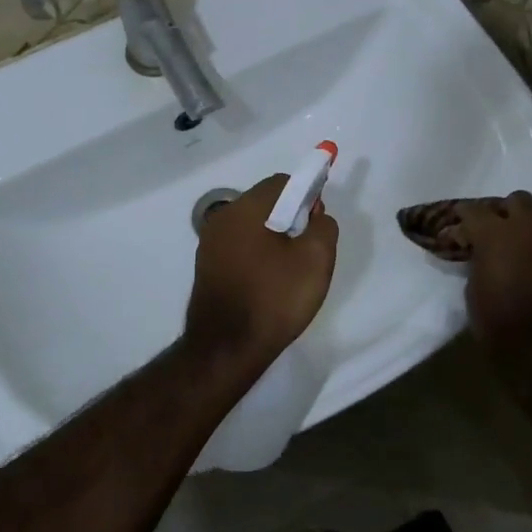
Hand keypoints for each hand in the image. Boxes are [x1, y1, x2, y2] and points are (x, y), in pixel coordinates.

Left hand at [184, 174, 338, 366]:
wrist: (227, 348)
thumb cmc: (274, 299)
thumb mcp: (316, 259)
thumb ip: (324, 226)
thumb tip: (314, 214)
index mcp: (245, 209)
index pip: (282, 182)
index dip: (306, 195)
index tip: (317, 224)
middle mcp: (221, 219)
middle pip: (265, 203)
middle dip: (291, 218)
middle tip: (307, 251)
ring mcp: (209, 245)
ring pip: (252, 228)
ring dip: (274, 239)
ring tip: (290, 272)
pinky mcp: (207, 268)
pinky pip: (240, 249)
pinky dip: (258, 257)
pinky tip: (269, 285)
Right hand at [457, 192, 531, 346]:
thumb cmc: (498, 320)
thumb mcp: (473, 288)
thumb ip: (478, 260)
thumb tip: (480, 253)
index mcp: (494, 233)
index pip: (473, 210)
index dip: (463, 218)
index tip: (457, 230)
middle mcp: (527, 226)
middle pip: (516, 200)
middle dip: (505, 211)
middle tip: (496, 230)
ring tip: (527, 239)